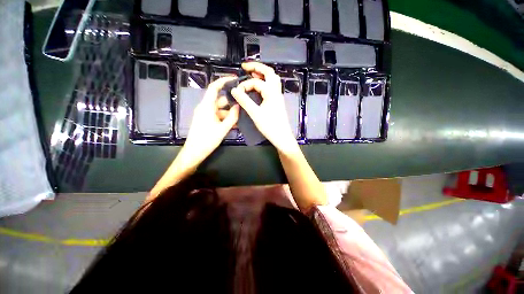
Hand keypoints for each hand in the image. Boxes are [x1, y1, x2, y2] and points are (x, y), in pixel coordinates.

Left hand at [182, 76, 239, 166]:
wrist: (194, 152)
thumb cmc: (207, 140)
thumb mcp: (223, 129)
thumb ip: (232, 117)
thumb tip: (238, 106)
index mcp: (206, 106)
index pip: (214, 87)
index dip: (224, 80)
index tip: (235, 79)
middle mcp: (205, 107)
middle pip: (220, 99)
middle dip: (231, 101)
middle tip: (243, 103)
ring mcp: (205, 114)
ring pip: (220, 109)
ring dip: (230, 112)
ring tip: (241, 117)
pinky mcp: (206, 120)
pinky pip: (218, 116)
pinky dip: (226, 118)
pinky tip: (234, 124)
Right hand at [231, 62, 298, 154]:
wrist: (282, 137)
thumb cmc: (270, 126)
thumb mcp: (255, 114)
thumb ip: (244, 101)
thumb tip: (234, 90)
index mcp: (271, 92)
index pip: (256, 82)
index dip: (245, 85)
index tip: (237, 92)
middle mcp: (276, 91)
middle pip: (269, 73)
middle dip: (257, 67)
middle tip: (245, 66)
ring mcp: (278, 96)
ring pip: (272, 79)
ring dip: (262, 74)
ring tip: (251, 73)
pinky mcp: (278, 101)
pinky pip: (272, 86)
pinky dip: (265, 82)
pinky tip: (258, 86)